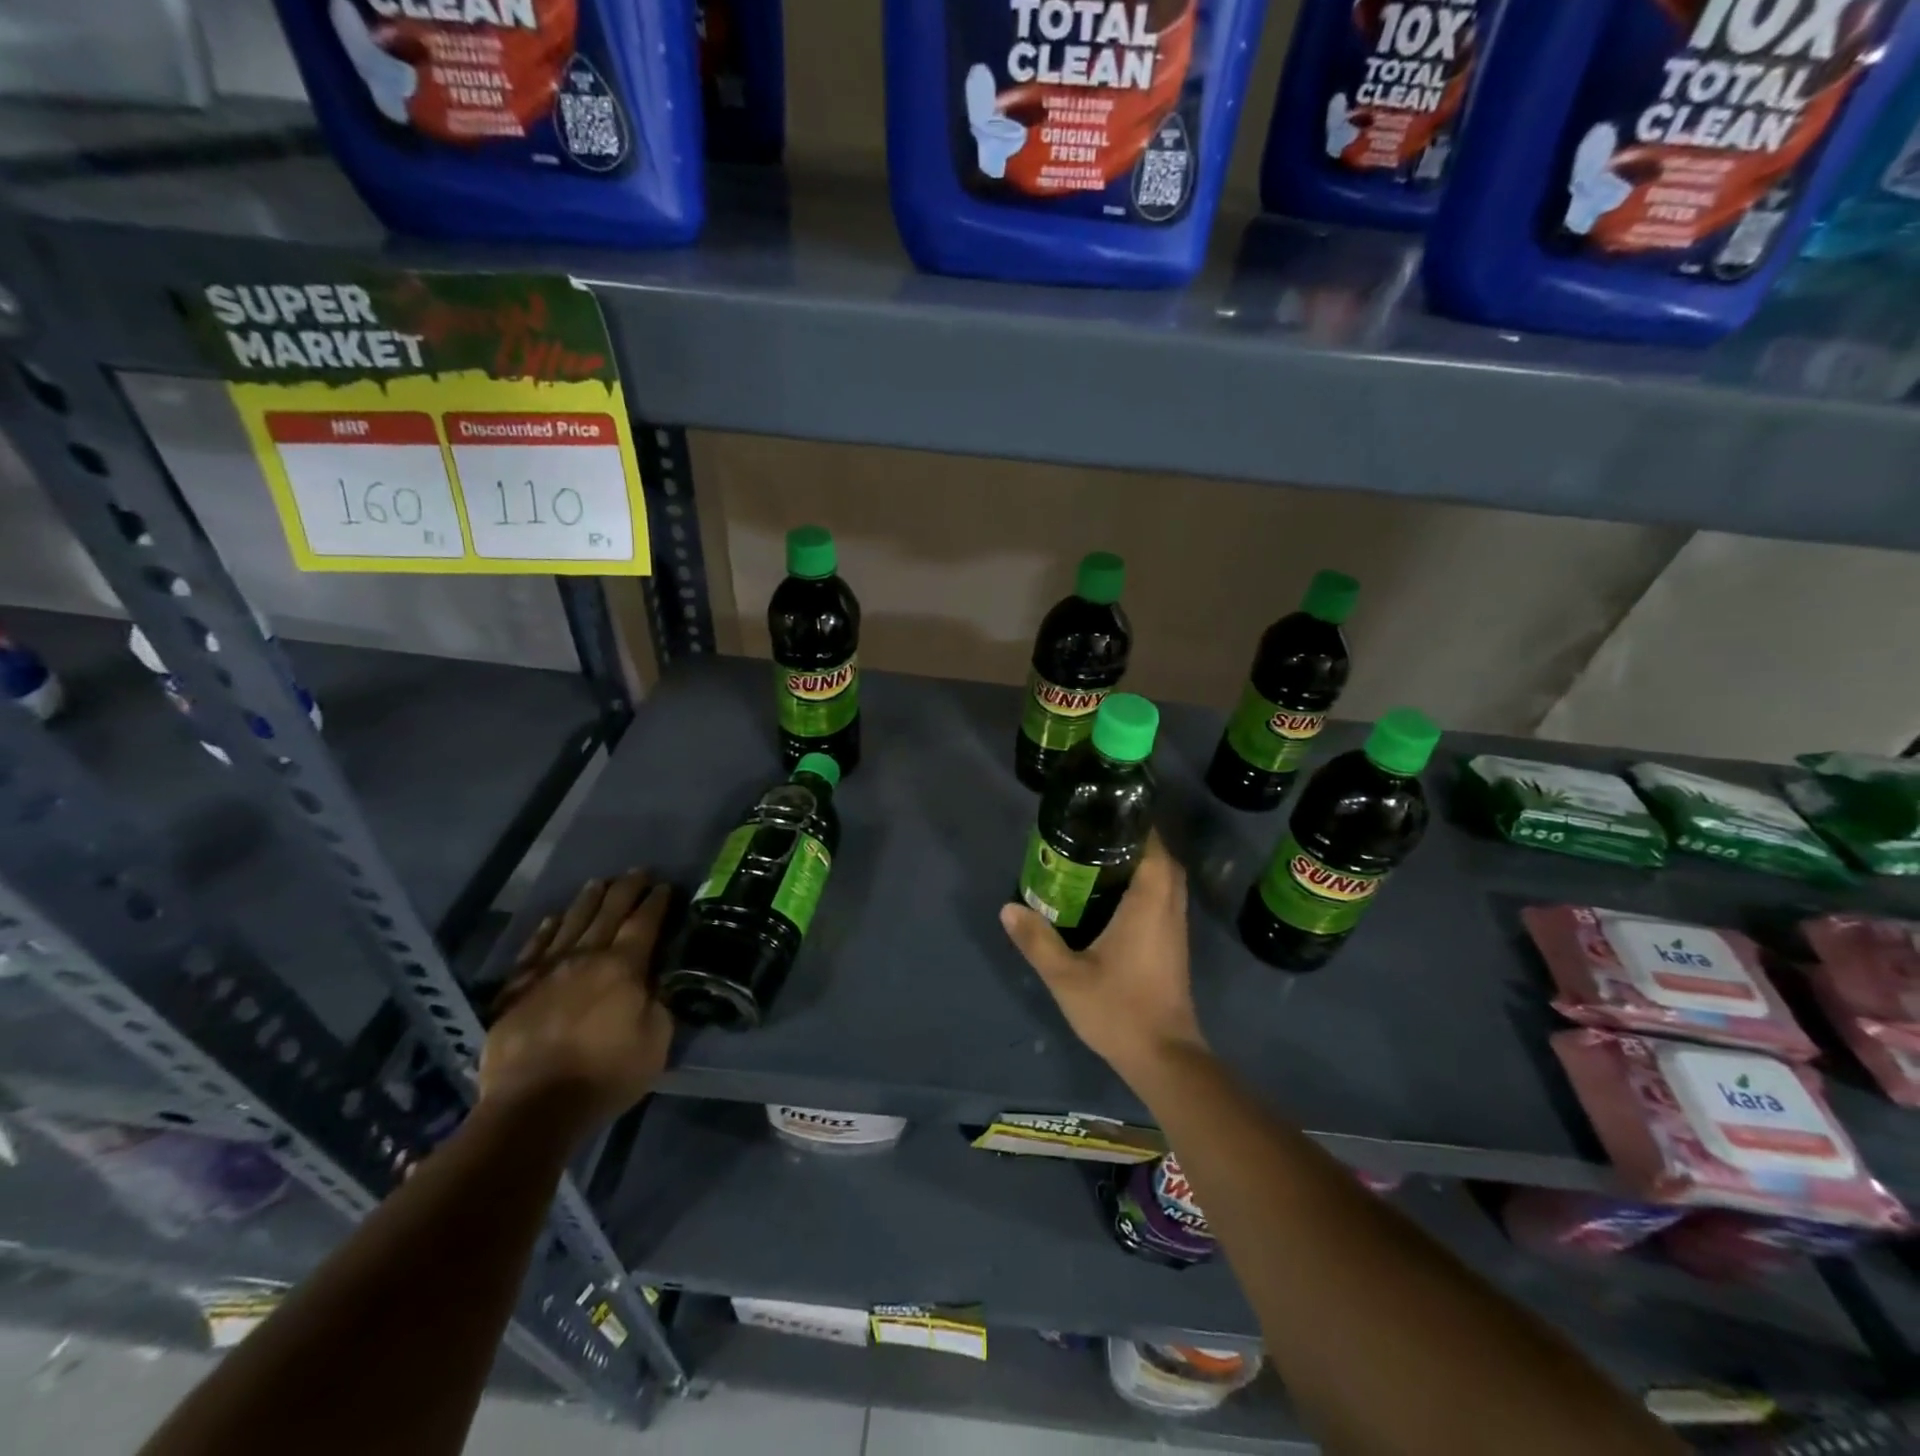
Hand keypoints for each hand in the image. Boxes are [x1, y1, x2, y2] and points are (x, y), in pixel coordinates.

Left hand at [480, 870, 674, 1125]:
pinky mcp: (515, 991)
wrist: (533, 1106)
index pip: (644, 923)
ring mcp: (547, 971)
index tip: (664, 886)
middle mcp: (585, 958)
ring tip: (598, 882)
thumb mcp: (656, 1041)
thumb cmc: (605, 1075)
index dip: (656, 902)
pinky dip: (544, 931)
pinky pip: (533, 950)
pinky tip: (551, 920)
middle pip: (608, 913)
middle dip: (626, 889)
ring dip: (587, 900)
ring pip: (570, 923)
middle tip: (637, 872)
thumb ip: (659, 1004)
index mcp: (624, 968)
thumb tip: (657, 983)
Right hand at [999, 832, 1208, 1083]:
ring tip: (1100, 857)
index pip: (1154, 848)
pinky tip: (1113, 896)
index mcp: (1149, 904)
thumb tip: (1008, 908)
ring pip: (1166, 880)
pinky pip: (1163, 899)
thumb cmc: (1119, 1010)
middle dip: (1136, 840)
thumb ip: (1037, 940)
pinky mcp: (1173, 945)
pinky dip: (1146, 886)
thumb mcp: (1067, 976)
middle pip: (1162, 859)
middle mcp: (1169, 908)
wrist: (1164, 1057)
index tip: (1107, 812)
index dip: (1136, 825)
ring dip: (1143, 863)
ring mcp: (1175, 928)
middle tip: (1096, 834)